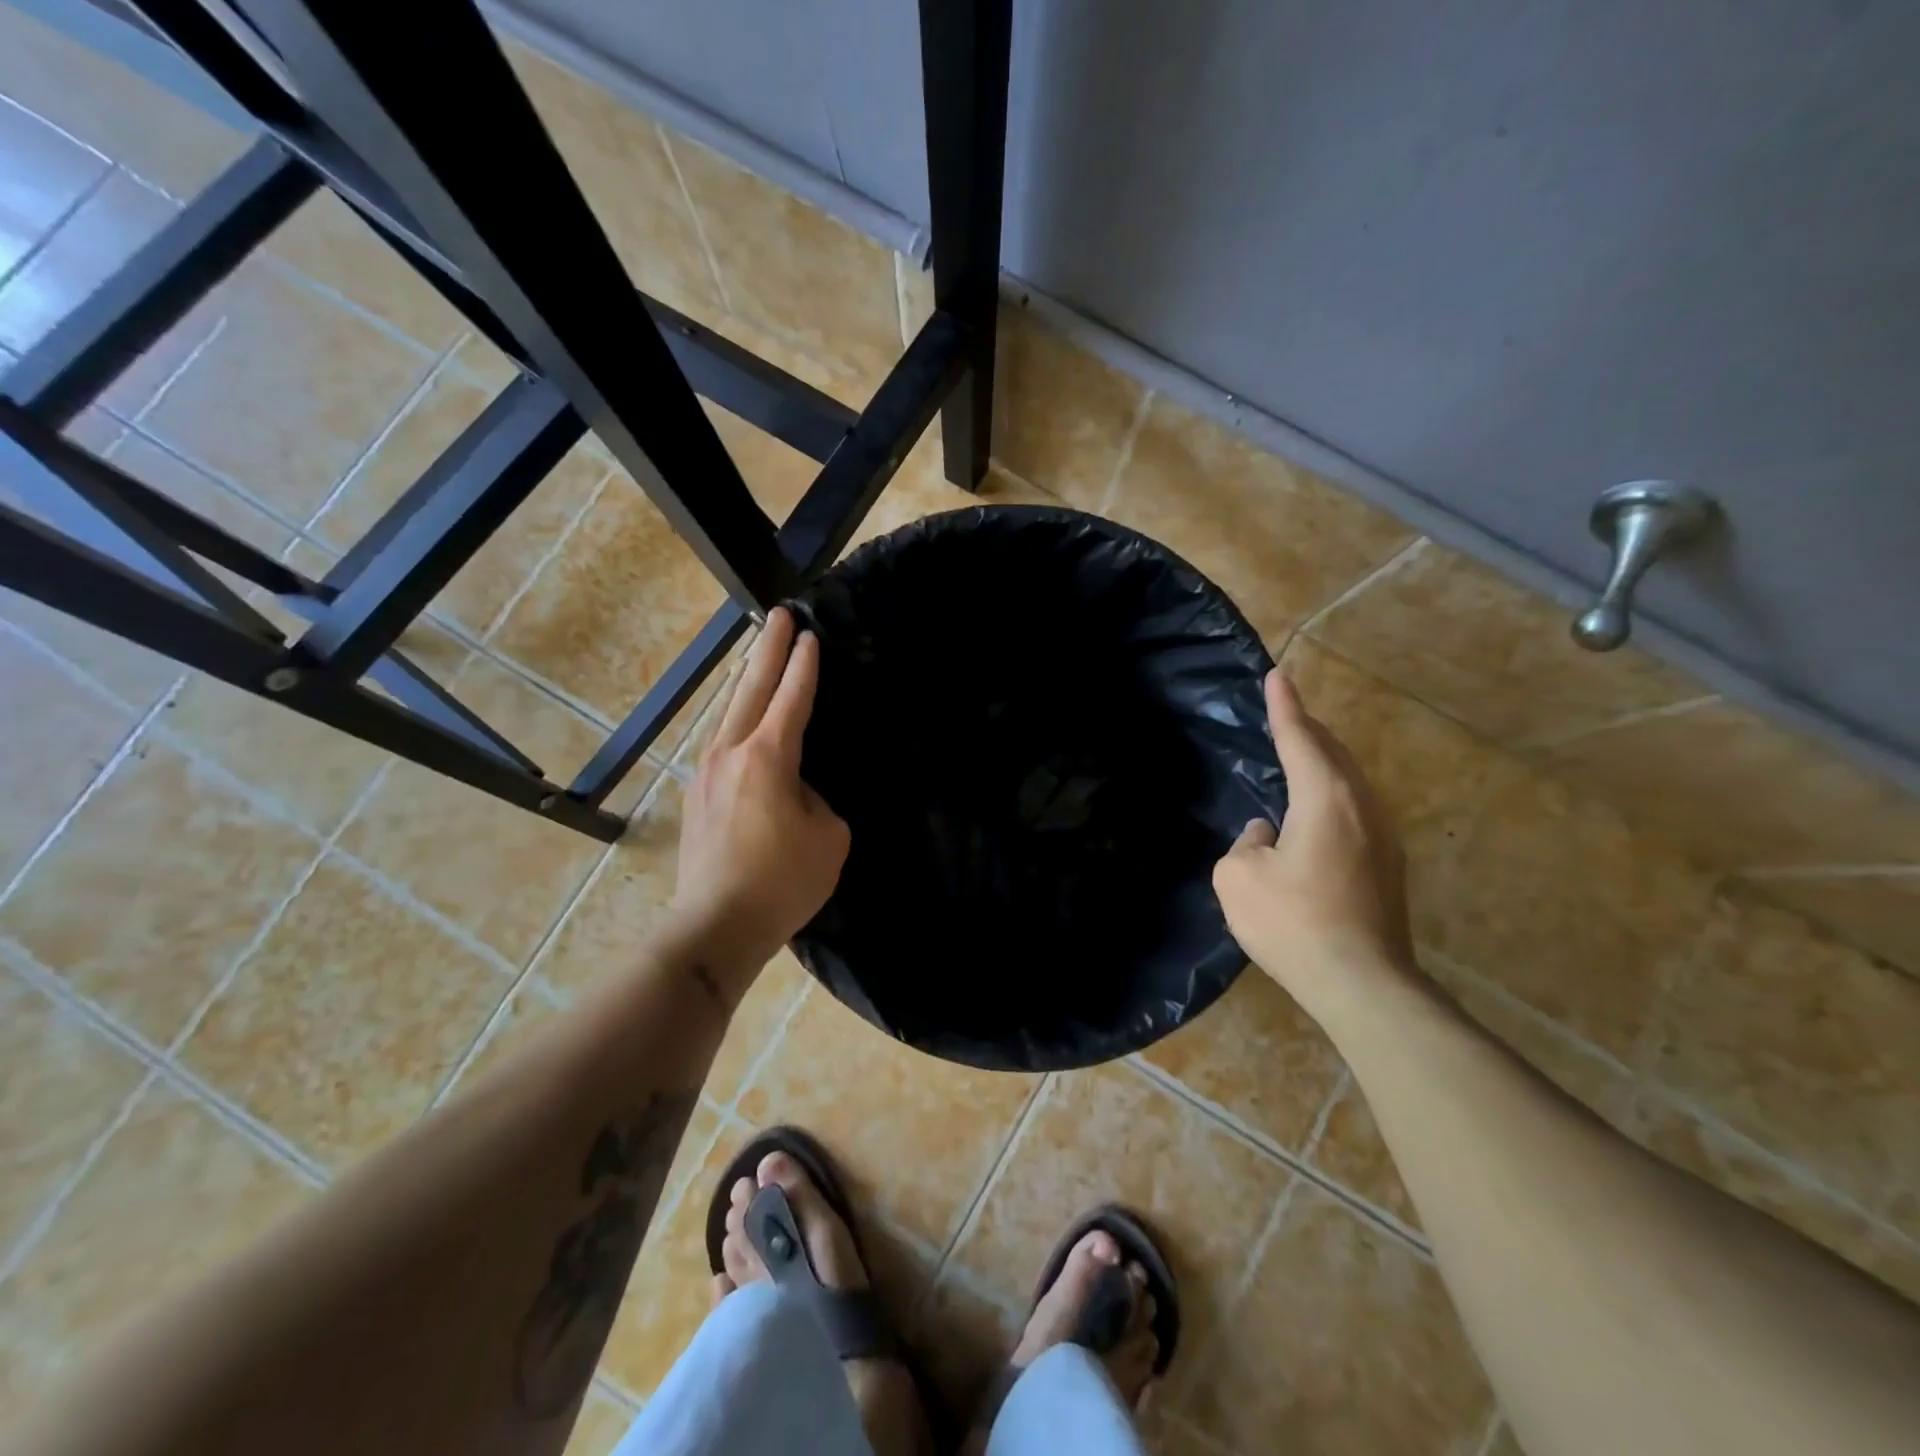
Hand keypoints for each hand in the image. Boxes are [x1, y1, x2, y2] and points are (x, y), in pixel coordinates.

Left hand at [673, 607, 849, 980]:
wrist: (714, 927)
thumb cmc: (782, 882)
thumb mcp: (827, 837)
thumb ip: (815, 798)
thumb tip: (794, 789)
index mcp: (768, 757)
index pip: (791, 698)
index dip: (803, 666)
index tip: (809, 635)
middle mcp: (731, 753)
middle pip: (751, 688)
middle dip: (768, 649)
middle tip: (779, 615)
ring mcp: (706, 772)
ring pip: (729, 711)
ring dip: (747, 680)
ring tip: (758, 656)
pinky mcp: (696, 795)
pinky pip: (722, 740)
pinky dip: (737, 716)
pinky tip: (743, 719)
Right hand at [1212, 668, 1415, 1016]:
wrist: (1362, 984)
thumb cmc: (1292, 922)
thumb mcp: (1238, 878)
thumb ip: (1247, 842)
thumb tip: (1268, 835)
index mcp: (1325, 797)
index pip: (1299, 738)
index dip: (1284, 706)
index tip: (1278, 675)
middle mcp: (1362, 806)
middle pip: (1333, 753)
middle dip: (1308, 730)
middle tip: (1286, 713)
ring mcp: (1383, 838)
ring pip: (1350, 782)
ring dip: (1323, 764)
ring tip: (1300, 757)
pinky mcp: (1388, 867)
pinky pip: (1355, 810)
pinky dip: (1332, 796)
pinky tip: (1315, 815)